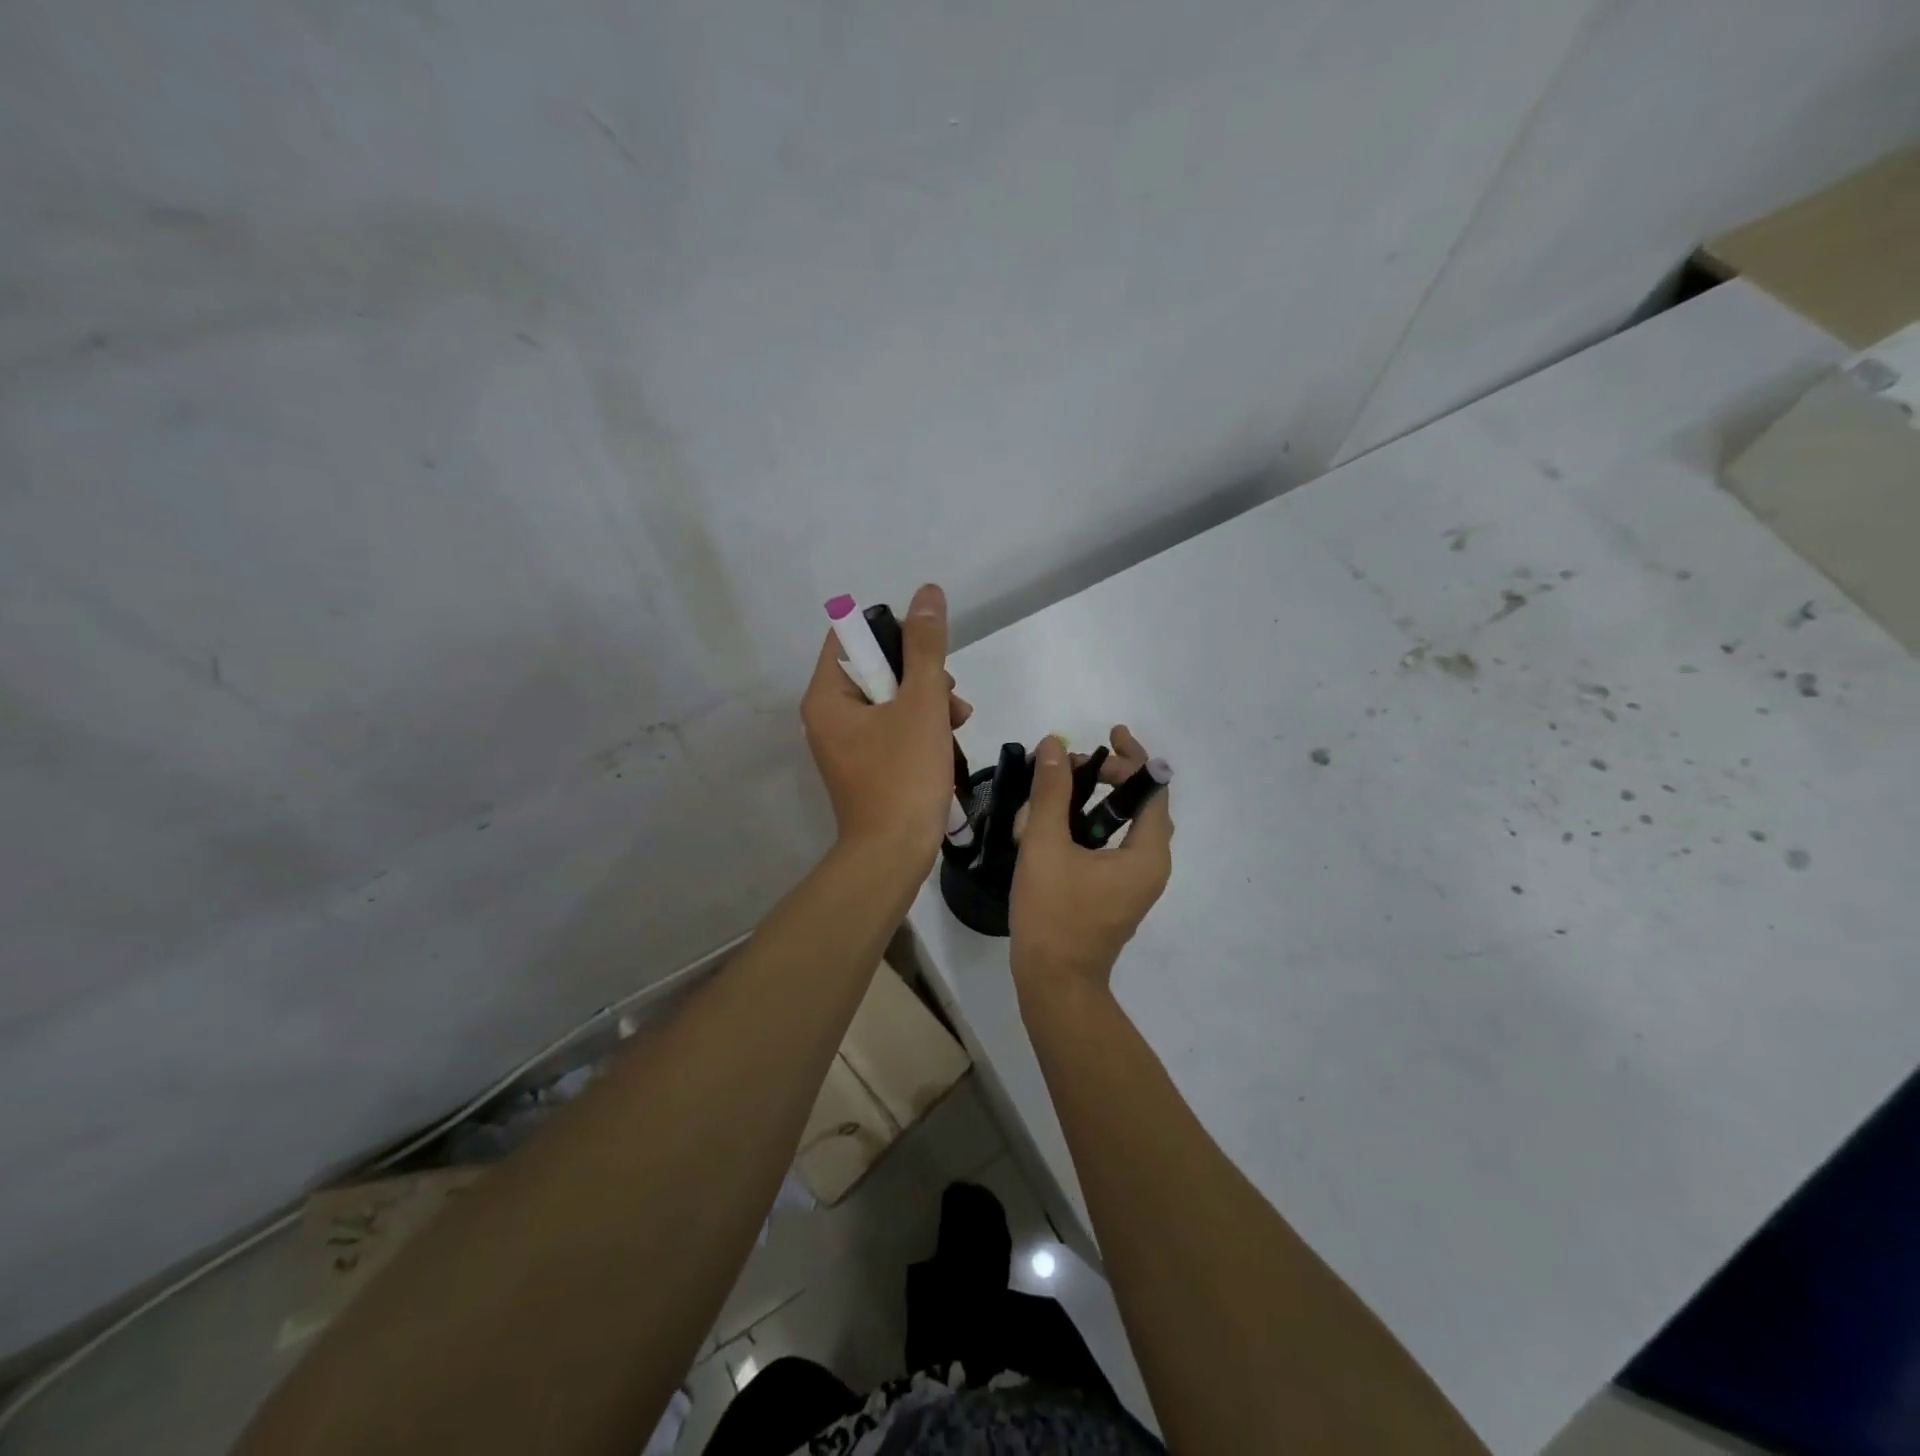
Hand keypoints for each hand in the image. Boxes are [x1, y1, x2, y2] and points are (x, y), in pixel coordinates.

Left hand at [801, 583, 971, 859]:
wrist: (894, 854)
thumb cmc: (904, 775)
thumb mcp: (922, 703)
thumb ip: (926, 647)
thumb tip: (927, 594)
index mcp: (827, 696)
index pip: (850, 636)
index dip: (891, 631)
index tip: (928, 649)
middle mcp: (828, 716)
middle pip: (874, 668)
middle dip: (919, 674)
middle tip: (950, 693)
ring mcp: (846, 744)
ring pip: (890, 700)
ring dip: (927, 701)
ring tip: (958, 720)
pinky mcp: (865, 765)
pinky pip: (892, 729)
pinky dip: (920, 727)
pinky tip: (949, 739)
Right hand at [1010, 727, 1172, 994]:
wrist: (1054, 982)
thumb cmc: (1053, 914)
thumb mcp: (1045, 846)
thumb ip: (1051, 793)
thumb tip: (1054, 745)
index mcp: (1147, 853)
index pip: (1152, 789)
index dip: (1132, 757)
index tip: (1107, 735)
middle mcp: (1151, 866)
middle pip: (1141, 805)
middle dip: (1110, 777)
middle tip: (1072, 764)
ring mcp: (1135, 883)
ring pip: (1125, 826)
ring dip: (1098, 800)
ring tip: (1064, 784)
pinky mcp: (1117, 894)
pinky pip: (1113, 846)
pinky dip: (1093, 825)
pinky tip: (1059, 822)